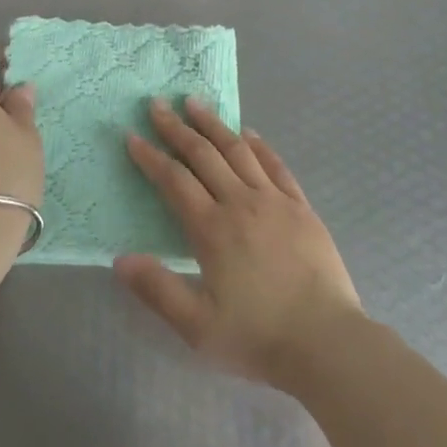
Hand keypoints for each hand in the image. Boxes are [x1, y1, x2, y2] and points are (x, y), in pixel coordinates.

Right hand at [116, 97, 362, 388]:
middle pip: (203, 155)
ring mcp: (275, 201)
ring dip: (214, 125)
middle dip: (176, 128)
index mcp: (212, 229)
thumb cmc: (258, 338)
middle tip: (157, 104)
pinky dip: (259, 145)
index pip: (174, 181)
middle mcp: (241, 203)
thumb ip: (157, 290)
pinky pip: (276, 165)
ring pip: (238, 151)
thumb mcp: (197, 327)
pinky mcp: (301, 208)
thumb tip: (119, 259)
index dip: (151, 157)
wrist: (327, 343)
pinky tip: (248, 133)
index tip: (132, 136)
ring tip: (195, 103)